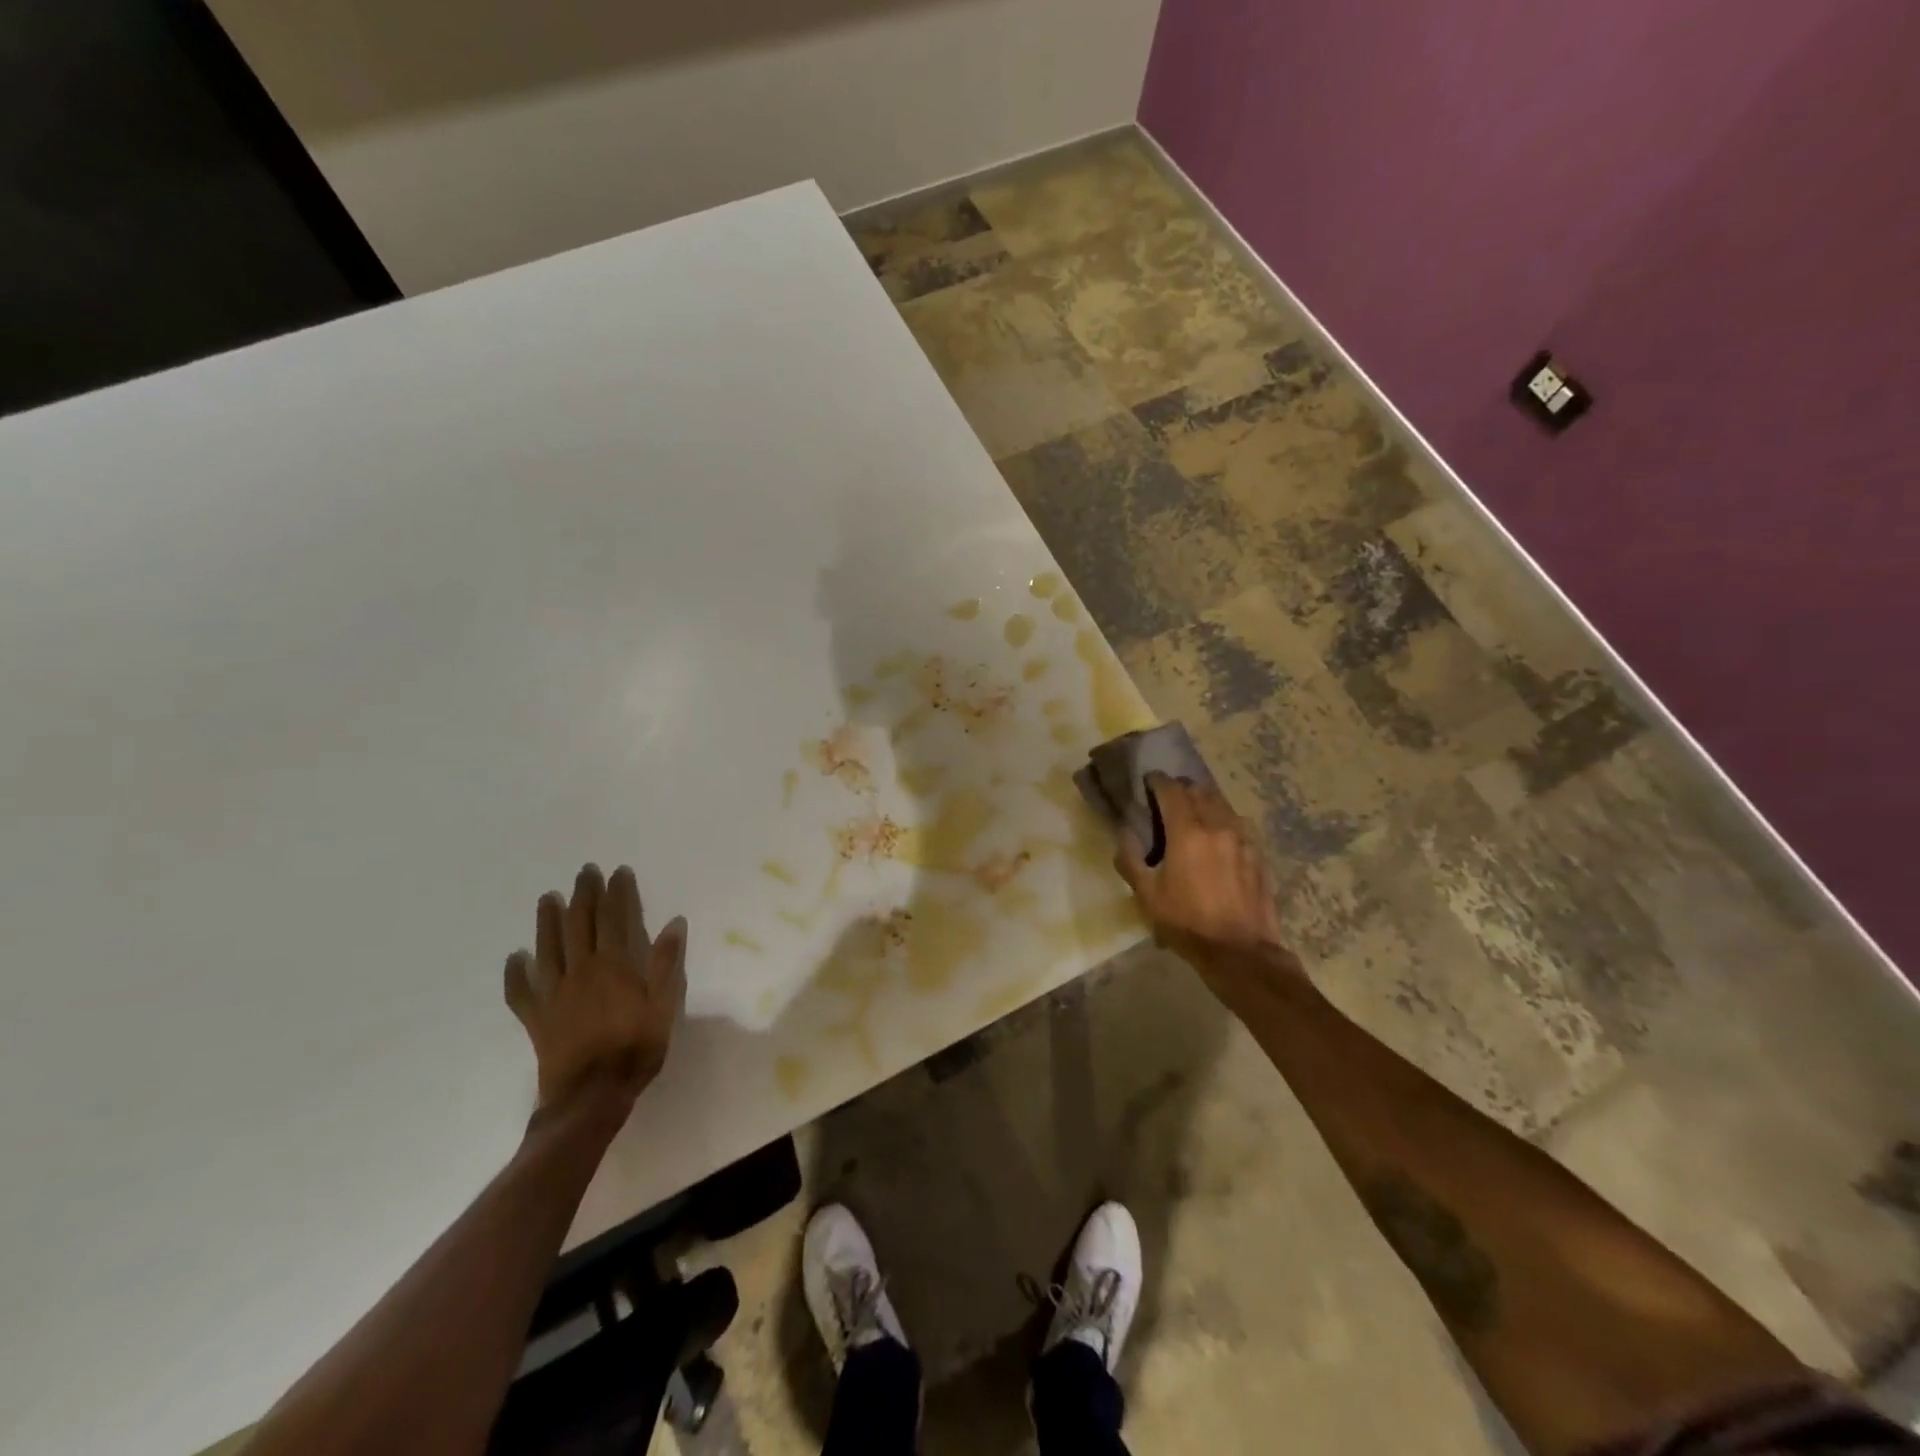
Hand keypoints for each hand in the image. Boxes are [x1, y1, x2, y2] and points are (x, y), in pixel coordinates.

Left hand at [504, 863, 686, 1115]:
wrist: (590, 1097)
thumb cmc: (635, 1048)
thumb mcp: (664, 1005)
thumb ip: (666, 962)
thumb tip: (675, 923)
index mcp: (613, 966)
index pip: (614, 919)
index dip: (616, 893)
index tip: (617, 872)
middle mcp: (580, 971)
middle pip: (579, 925)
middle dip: (583, 896)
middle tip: (584, 873)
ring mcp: (554, 994)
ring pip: (548, 948)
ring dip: (548, 921)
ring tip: (548, 898)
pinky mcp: (536, 1017)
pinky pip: (521, 991)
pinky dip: (516, 972)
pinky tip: (515, 958)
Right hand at [1112, 775, 1290, 969]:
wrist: (1240, 951)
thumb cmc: (1187, 922)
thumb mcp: (1147, 895)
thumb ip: (1130, 859)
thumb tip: (1124, 833)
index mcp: (1187, 832)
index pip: (1171, 790)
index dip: (1157, 781)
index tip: (1148, 781)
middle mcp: (1218, 826)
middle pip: (1200, 790)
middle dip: (1182, 788)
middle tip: (1169, 797)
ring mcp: (1244, 839)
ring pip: (1223, 804)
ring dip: (1205, 801)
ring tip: (1195, 813)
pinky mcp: (1259, 854)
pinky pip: (1240, 824)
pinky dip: (1225, 820)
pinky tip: (1220, 836)